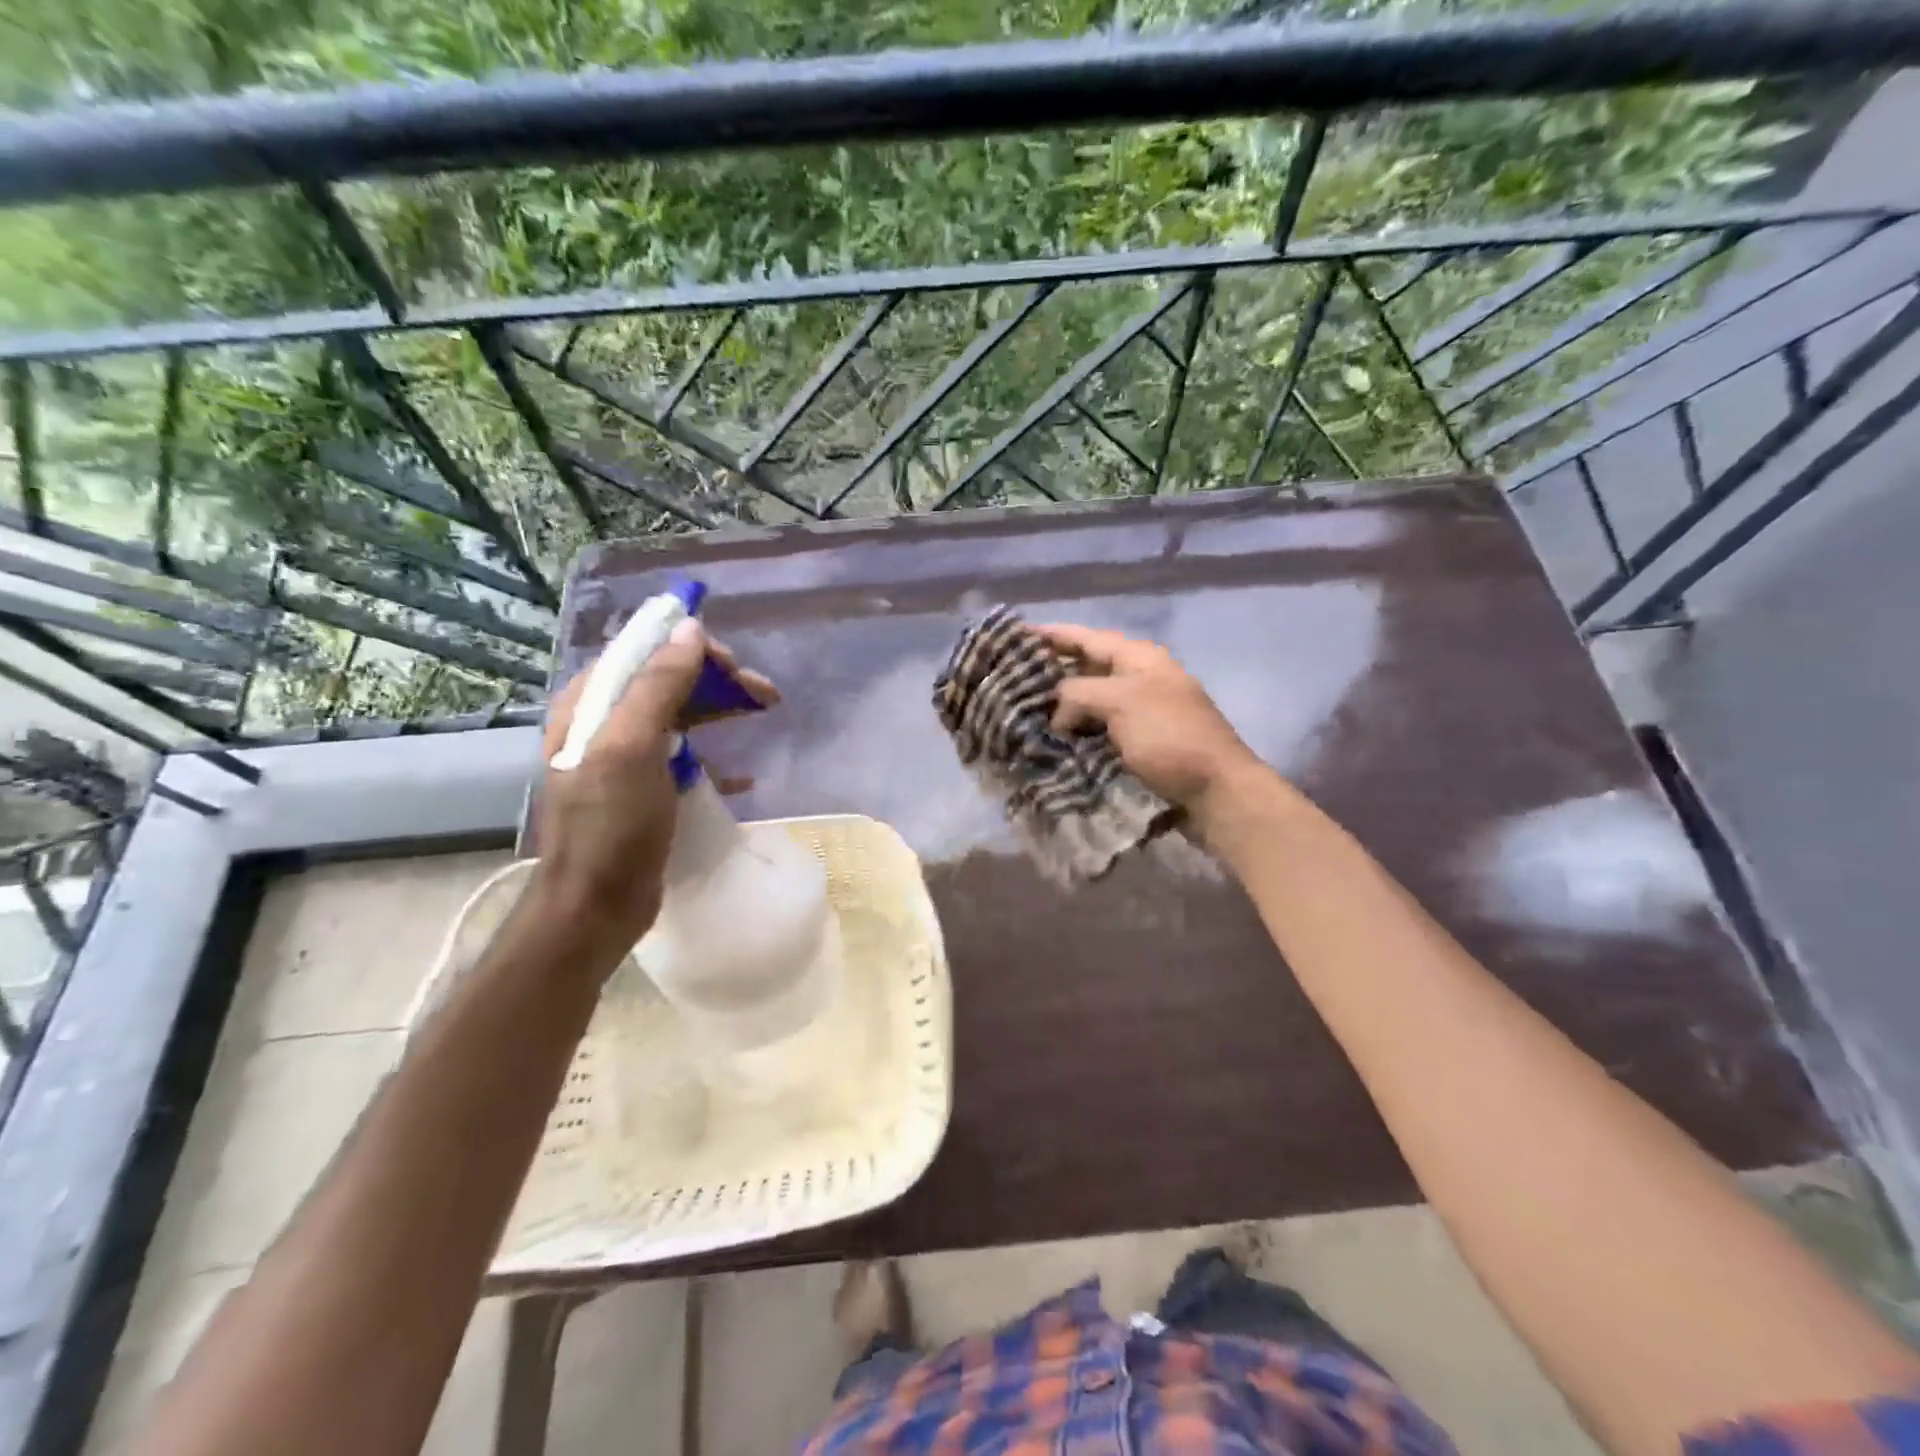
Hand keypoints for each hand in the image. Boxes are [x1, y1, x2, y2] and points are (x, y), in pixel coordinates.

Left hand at [529, 620, 776, 968]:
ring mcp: (624, 756)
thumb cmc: (610, 827)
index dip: (691, 649)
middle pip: (666, 679)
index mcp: (589, 704)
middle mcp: (603, 722)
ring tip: (763, 713)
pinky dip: (714, 752)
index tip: (736, 669)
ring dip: (720, 708)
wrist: (595, 907)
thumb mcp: (630, 749)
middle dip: (715, 680)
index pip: (644, 651)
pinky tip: (743, 770)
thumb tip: (688, 628)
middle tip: (764, 695)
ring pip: (679, 713)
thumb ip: (658, 686)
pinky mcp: (644, 786)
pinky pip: (684, 752)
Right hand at [1035, 622, 1266, 824]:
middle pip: (1086, 668)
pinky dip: (1074, 734)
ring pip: (1089, 702)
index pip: (1087, 637)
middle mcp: (1138, 680)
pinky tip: (1049, 742)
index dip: (1051, 635)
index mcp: (1139, 659)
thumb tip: (1057, 714)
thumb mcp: (1121, 702)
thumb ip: (1078, 693)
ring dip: (1059, 708)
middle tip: (1008, 680)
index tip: (1014, 635)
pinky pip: (1097, 731)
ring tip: (1020, 713)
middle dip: (1050, 672)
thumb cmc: (1170, 737)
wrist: (1216, 793)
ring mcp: (1139, 714)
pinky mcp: (1138, 746)